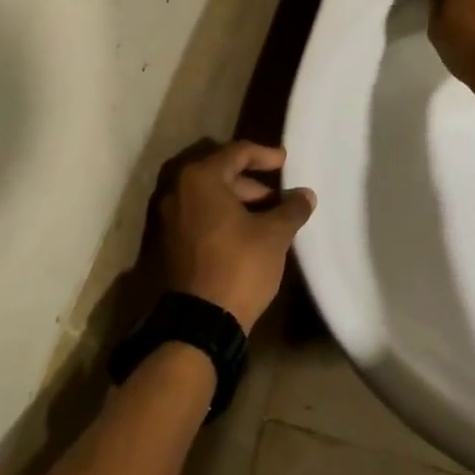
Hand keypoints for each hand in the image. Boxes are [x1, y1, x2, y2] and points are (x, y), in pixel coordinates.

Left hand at [160, 141, 315, 332]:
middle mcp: (178, 190)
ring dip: (238, 199)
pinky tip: (247, 231)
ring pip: (208, 195)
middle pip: (219, 171)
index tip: (286, 161)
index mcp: (200, 179)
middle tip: (278, 194)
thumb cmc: (239, 265)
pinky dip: (222, 215)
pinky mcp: (169, 241)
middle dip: (251, 180)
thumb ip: (291, 208)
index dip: (265, 155)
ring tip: (267, 216)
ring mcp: (169, 217)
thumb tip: (305, 195)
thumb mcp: (274, 234)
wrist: (201, 322)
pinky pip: (199, 214)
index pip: (237, 152)